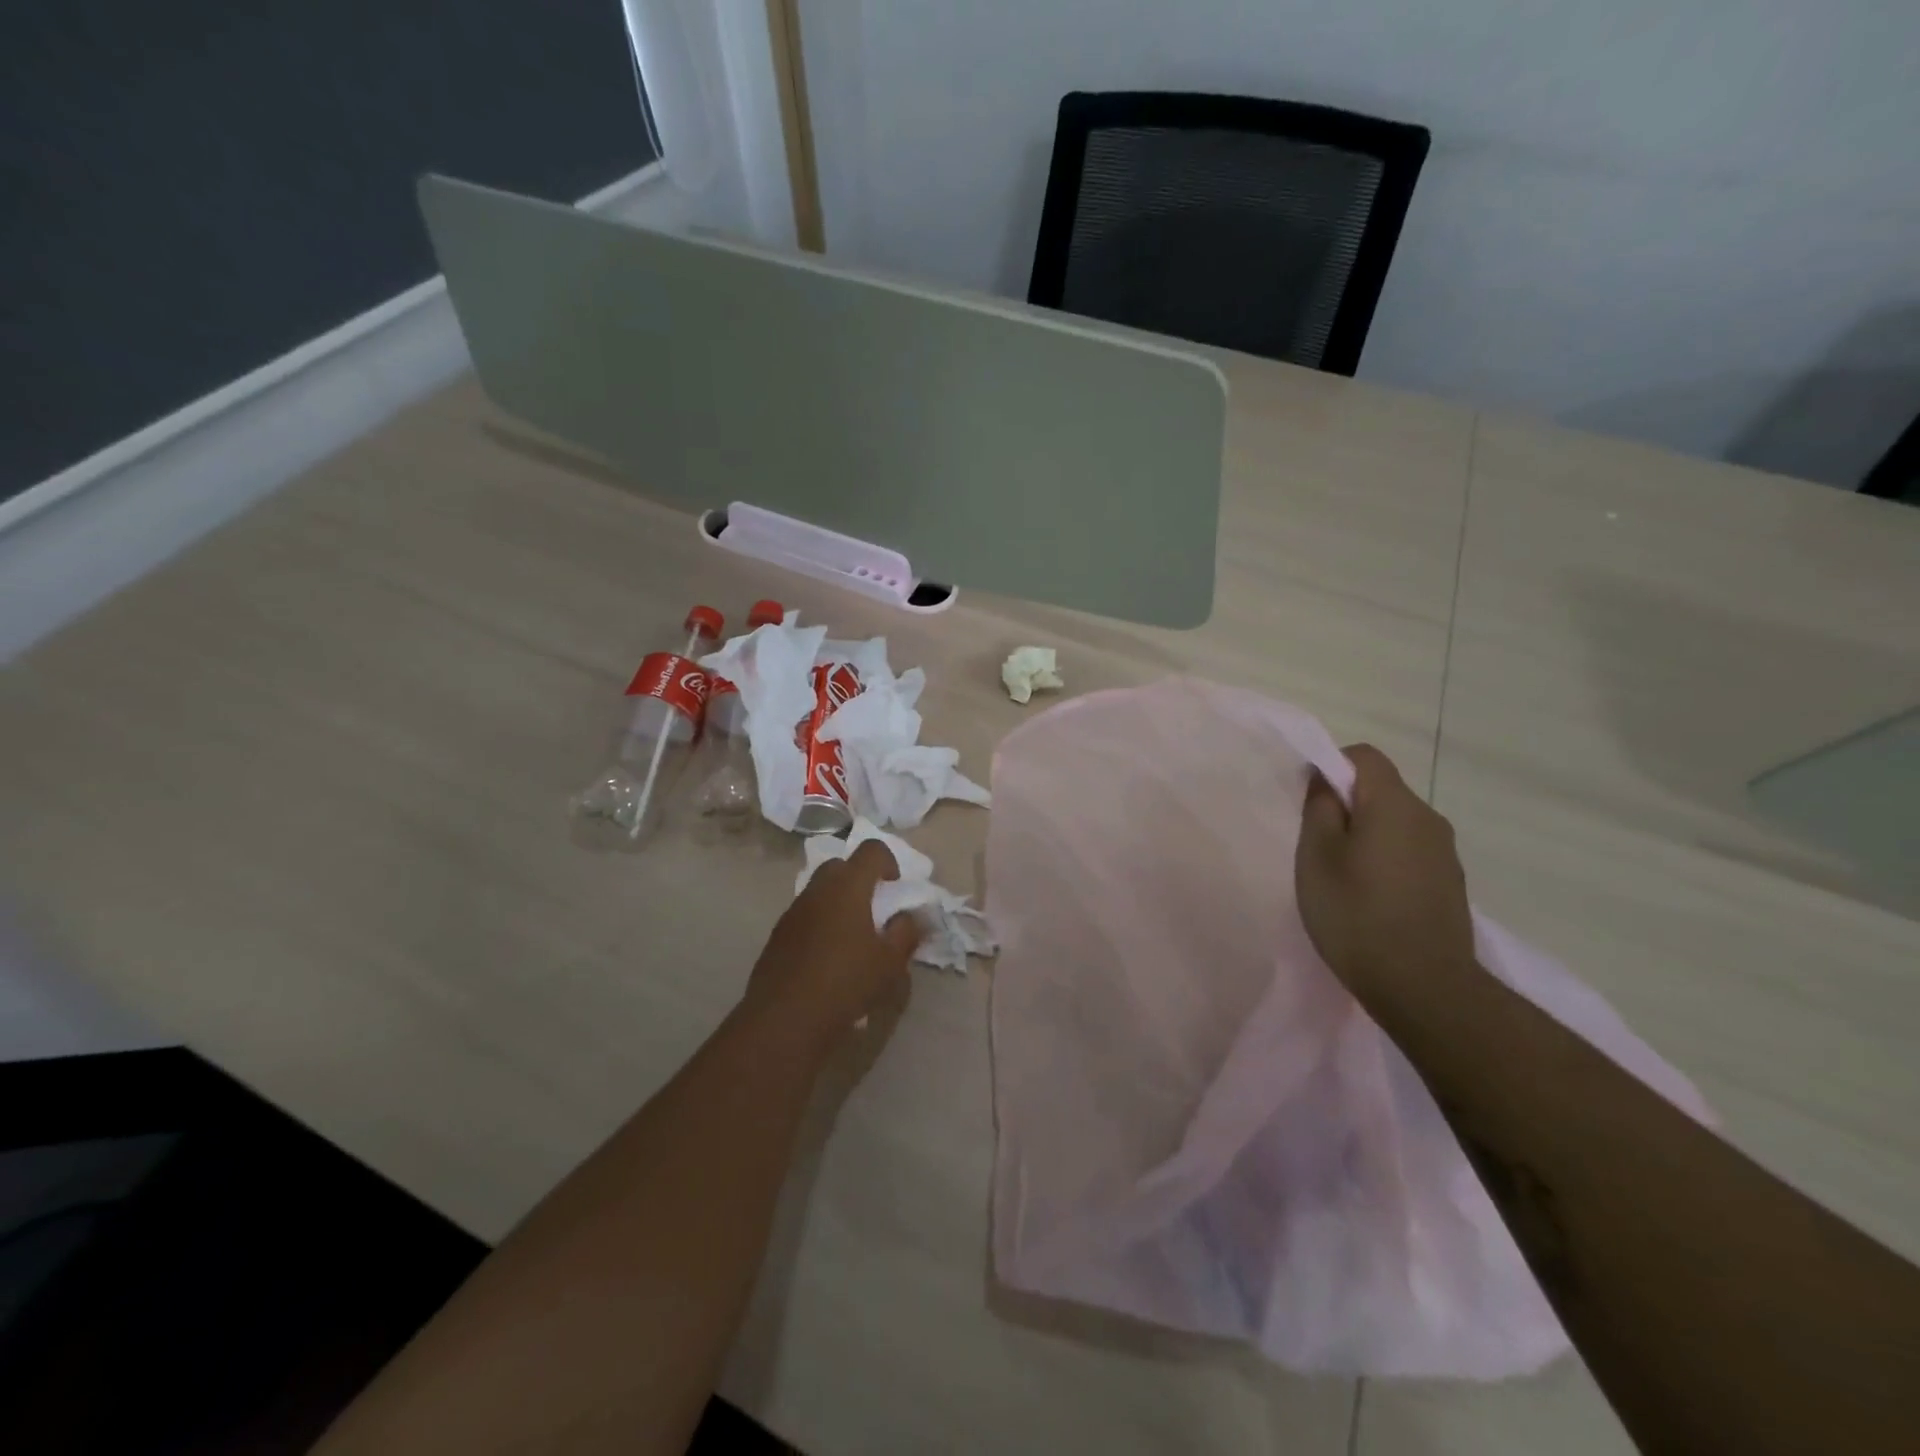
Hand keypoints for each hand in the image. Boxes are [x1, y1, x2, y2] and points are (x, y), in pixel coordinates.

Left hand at [745, 840, 918, 1042]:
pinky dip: (820, 923)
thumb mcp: (890, 963)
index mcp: (848, 887)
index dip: (889, 862)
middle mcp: (817, 890)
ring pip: (820, 891)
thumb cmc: (846, 983)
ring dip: (838, 902)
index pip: (871, 850)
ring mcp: (793, 911)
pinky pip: (805, 915)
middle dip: (860, 879)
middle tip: (875, 910)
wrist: (784, 1020)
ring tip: (853, 938)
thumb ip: (905, 933)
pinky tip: (829, 958)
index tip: (896, 890)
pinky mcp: (778, 935)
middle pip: (841, 866)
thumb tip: (909, 917)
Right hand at [1295, 743, 1477, 1009]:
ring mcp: (1445, 854)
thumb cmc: (1356, 913)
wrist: (1423, 988)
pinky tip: (1370, 900)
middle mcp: (1428, 819)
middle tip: (1318, 847)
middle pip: (1381, 790)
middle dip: (1347, 806)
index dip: (1331, 767)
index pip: (1364, 756)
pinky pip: (1410, 853)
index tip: (1310, 803)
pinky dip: (1386, 862)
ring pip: (1396, 824)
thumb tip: (1325, 780)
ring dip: (1367, 837)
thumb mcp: (1316, 856)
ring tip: (1342, 879)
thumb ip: (1319, 808)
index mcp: (1394, 804)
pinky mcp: (1450, 885)